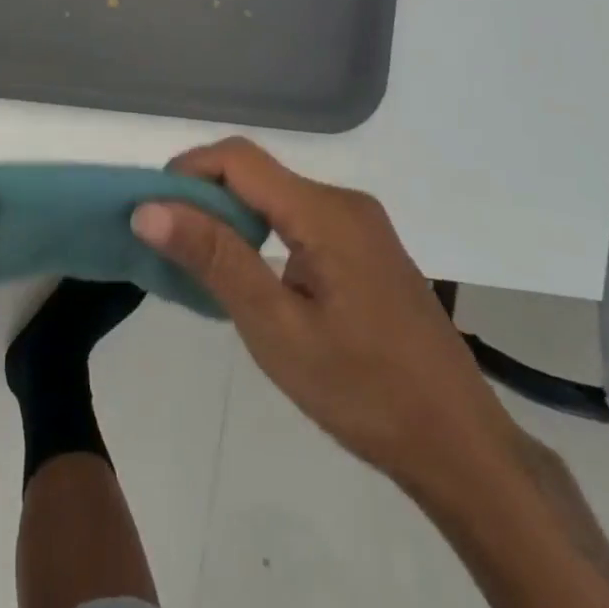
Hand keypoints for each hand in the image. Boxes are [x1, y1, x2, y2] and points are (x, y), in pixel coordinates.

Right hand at [131, 138, 513, 490]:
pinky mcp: (364, 249)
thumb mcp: (276, 328)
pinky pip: (298, 220)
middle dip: (203, 196)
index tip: (151, 212)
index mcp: (325, 211)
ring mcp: (359, 226)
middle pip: (256, 174)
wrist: (461, 448)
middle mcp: (344, 203)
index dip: (187, 172)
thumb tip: (148, 208)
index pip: (238, 158)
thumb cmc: (364, 392)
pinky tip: (248, 276)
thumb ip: (214, 259)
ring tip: (197, 262)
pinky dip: (259, 234)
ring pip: (275, 197)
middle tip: (166, 244)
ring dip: (230, 217)